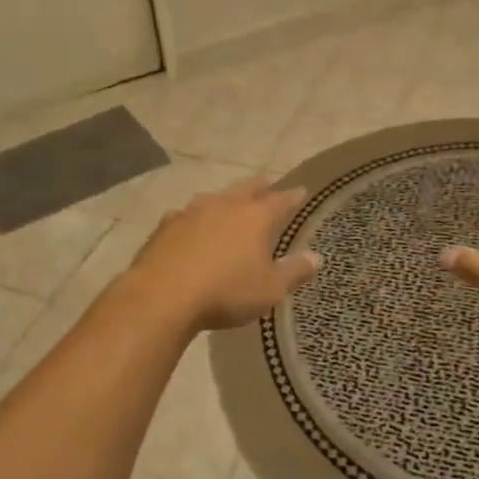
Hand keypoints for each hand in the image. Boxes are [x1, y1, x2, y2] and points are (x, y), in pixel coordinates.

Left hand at [125, 176, 321, 331]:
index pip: (280, 200)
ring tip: (231, 203)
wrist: (163, 295)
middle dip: (260, 186)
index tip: (301, 191)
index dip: (292, 196)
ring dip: (226, 199)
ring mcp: (192, 211)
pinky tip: (191, 227)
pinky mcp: (166, 225)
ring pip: (215, 197)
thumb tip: (316, 257)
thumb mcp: (269, 290)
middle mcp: (225, 205)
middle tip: (269, 183)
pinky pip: (187, 215)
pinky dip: (195, 219)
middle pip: (247, 188)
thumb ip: (294, 272)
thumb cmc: (226, 292)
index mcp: (255, 217)